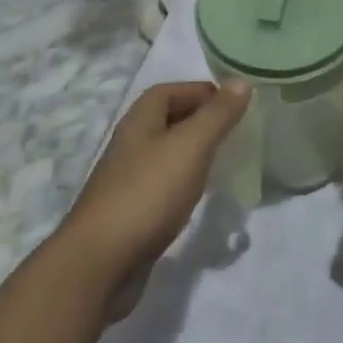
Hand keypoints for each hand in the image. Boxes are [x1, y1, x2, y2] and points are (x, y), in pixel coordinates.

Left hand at [57, 81, 250, 318]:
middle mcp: (131, 143)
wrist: (101, 262)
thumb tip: (241, 81)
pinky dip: (185, 182)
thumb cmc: (148, 193)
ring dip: (194, 152)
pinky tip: (201, 195)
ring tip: (225, 161)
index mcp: (140, 119)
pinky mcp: (132, 210)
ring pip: (167, 153)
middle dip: (202, 121)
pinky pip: (163, 184)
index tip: (236, 104)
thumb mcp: (190, 146)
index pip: (171, 90)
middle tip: (237, 132)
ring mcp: (128, 178)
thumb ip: (217, 115)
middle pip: (168, 119)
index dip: (202, 92)